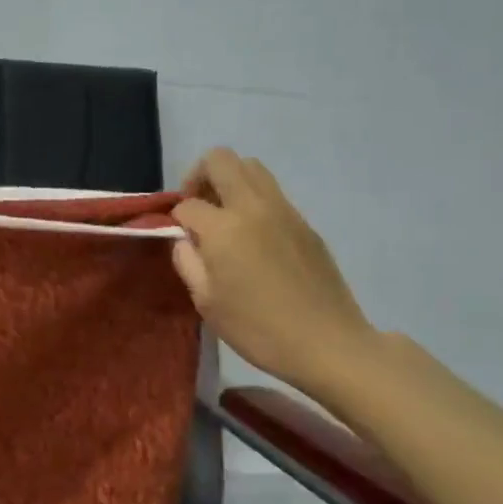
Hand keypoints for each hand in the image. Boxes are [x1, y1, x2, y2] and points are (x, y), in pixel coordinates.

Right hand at [172, 149, 376, 395]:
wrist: (327, 343)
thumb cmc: (257, 328)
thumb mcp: (205, 301)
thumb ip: (187, 261)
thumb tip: (184, 239)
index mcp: (225, 228)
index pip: (188, 204)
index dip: (175, 219)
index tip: (179, 239)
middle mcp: (254, 207)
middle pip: (221, 160)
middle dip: (199, 176)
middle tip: (196, 208)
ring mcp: (285, 211)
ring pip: (251, 167)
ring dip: (229, 181)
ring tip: (223, 216)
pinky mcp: (306, 224)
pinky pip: (272, 192)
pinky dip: (253, 199)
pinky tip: (253, 237)